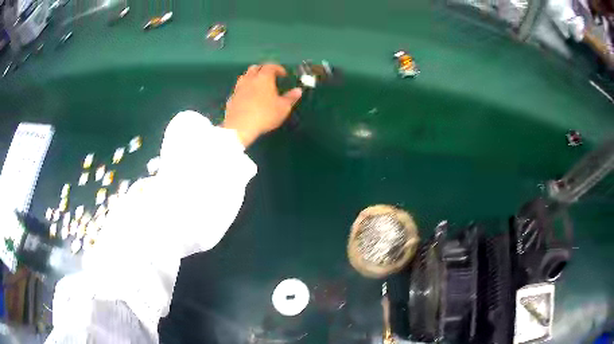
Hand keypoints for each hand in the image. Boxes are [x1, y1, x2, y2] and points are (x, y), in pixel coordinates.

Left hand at [223, 64, 302, 146]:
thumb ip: (290, 98)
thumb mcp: (283, 108)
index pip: (270, 66)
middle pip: (255, 68)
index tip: (283, 74)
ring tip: (258, 85)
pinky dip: (245, 88)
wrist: (240, 127)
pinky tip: (248, 97)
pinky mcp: (231, 98)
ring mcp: (238, 88)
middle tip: (270, 77)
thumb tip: (298, 90)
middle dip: (263, 70)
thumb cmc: (265, 115)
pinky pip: (239, 88)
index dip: (278, 68)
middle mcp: (249, 79)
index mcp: (263, 78)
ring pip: (245, 76)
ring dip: (252, 77)